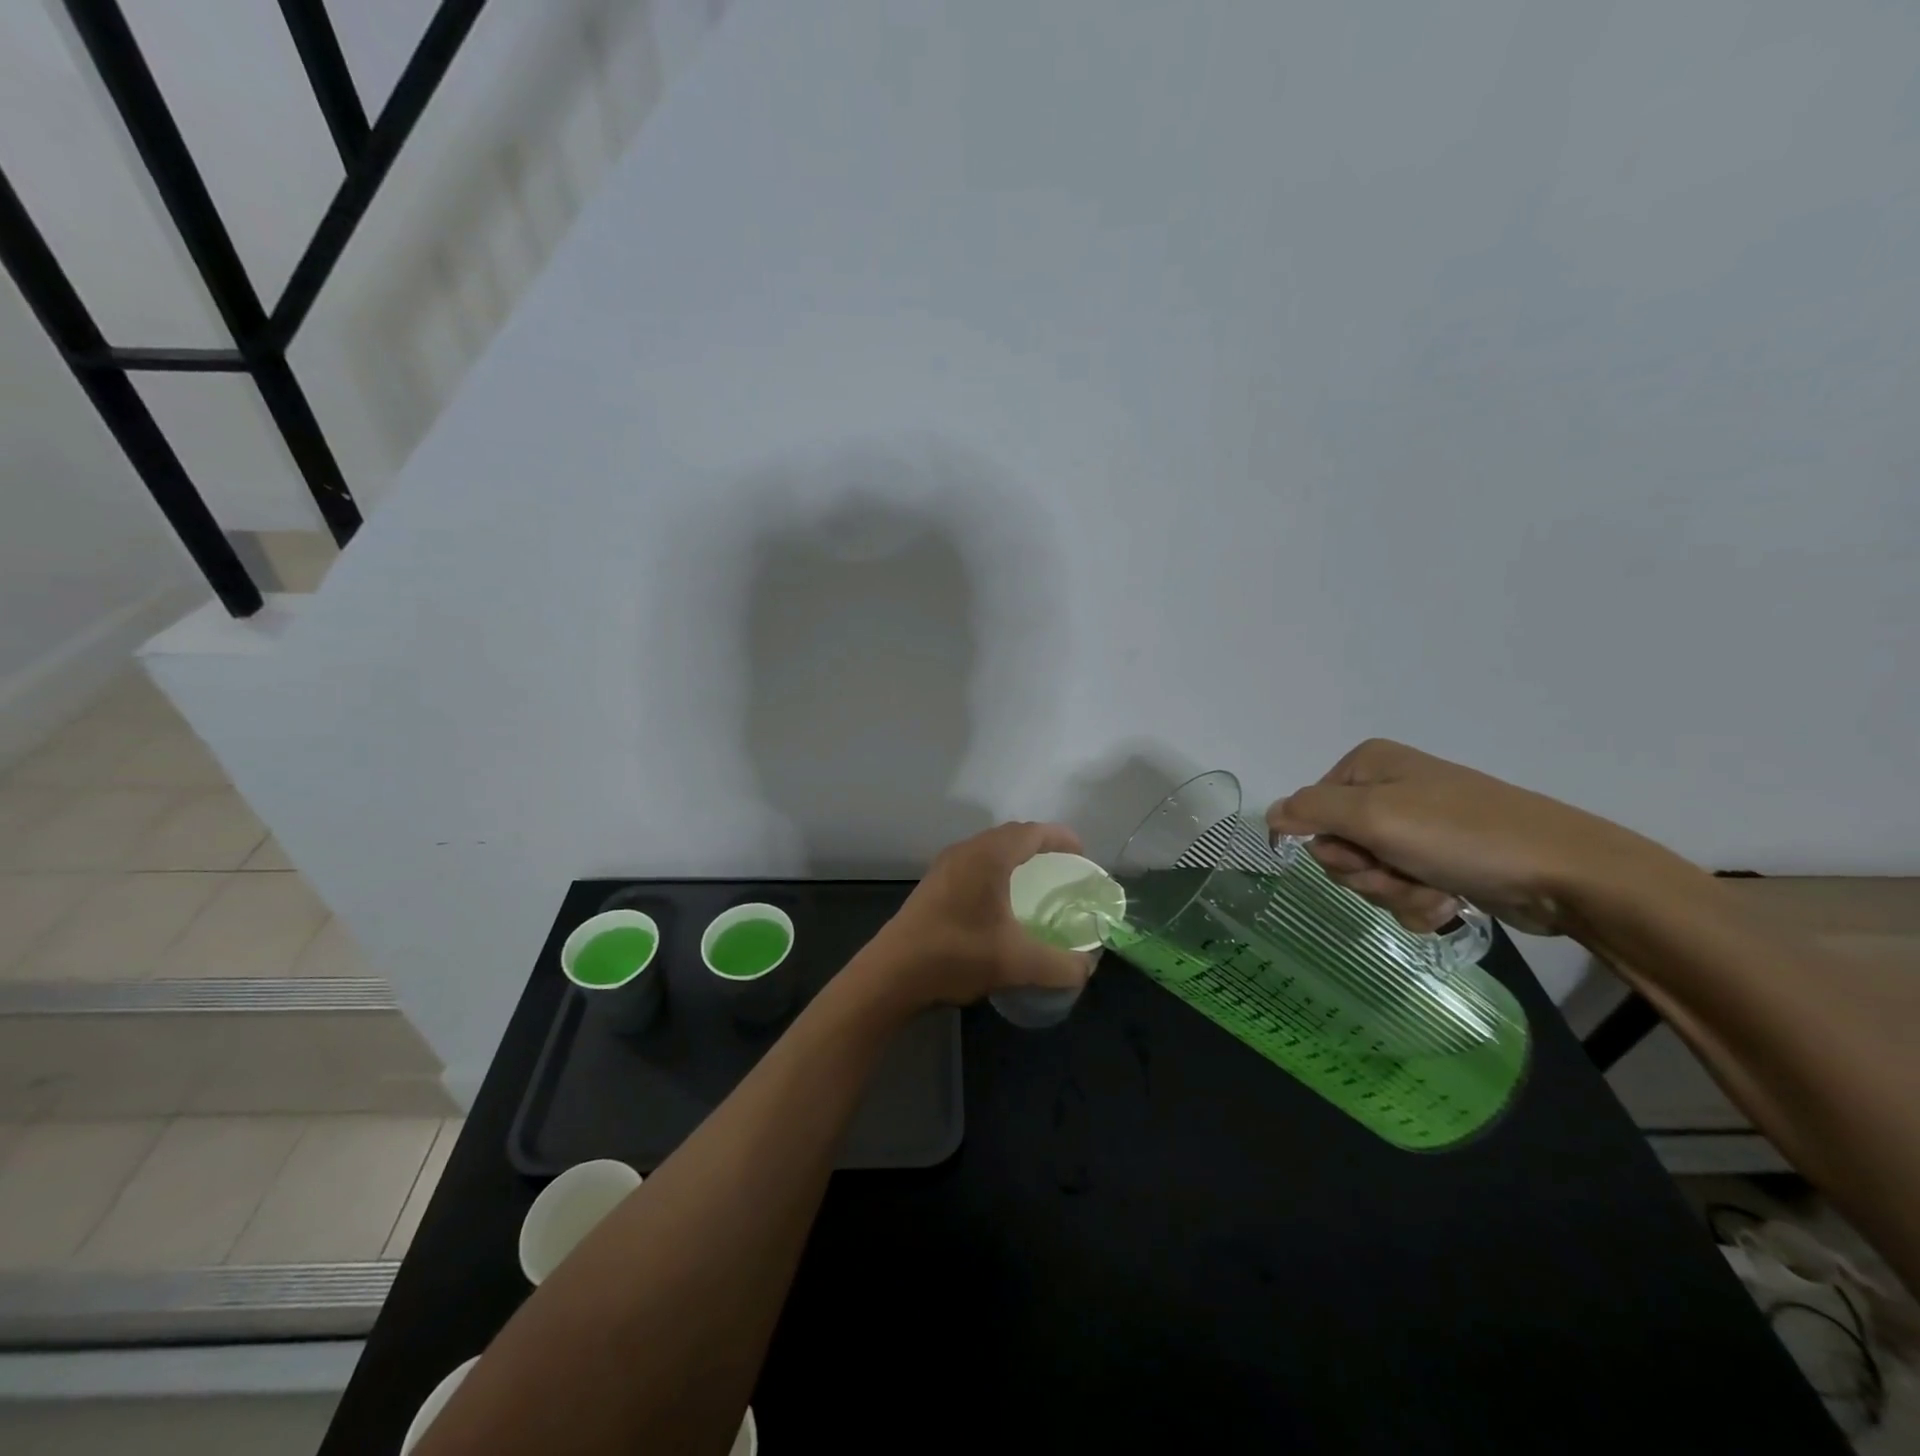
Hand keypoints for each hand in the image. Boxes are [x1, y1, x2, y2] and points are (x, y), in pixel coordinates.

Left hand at [860, 822, 1096, 1010]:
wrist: (893, 973)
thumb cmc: (957, 955)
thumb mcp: (1018, 964)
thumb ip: (1061, 965)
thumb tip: (1087, 967)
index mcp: (989, 856)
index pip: (1032, 832)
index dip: (1061, 838)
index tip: (1082, 855)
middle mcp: (966, 851)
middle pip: (1011, 835)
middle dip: (1040, 846)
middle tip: (1063, 868)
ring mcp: (945, 866)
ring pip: (989, 849)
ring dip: (1015, 857)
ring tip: (1036, 882)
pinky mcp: (933, 884)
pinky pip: (974, 863)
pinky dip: (995, 870)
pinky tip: (1000, 901)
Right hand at [1265, 739, 1664, 936]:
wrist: (1566, 873)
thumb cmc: (1461, 834)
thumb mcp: (1373, 815)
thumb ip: (1309, 811)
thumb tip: (1269, 815)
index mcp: (1368, 766)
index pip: (1310, 811)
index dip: (1330, 842)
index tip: (1364, 853)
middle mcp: (1388, 791)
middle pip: (1337, 846)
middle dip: (1365, 873)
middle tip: (1401, 873)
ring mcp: (1417, 828)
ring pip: (1368, 874)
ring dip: (1392, 893)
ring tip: (1433, 893)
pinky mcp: (1441, 862)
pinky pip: (1399, 890)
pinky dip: (1416, 904)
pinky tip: (1447, 904)